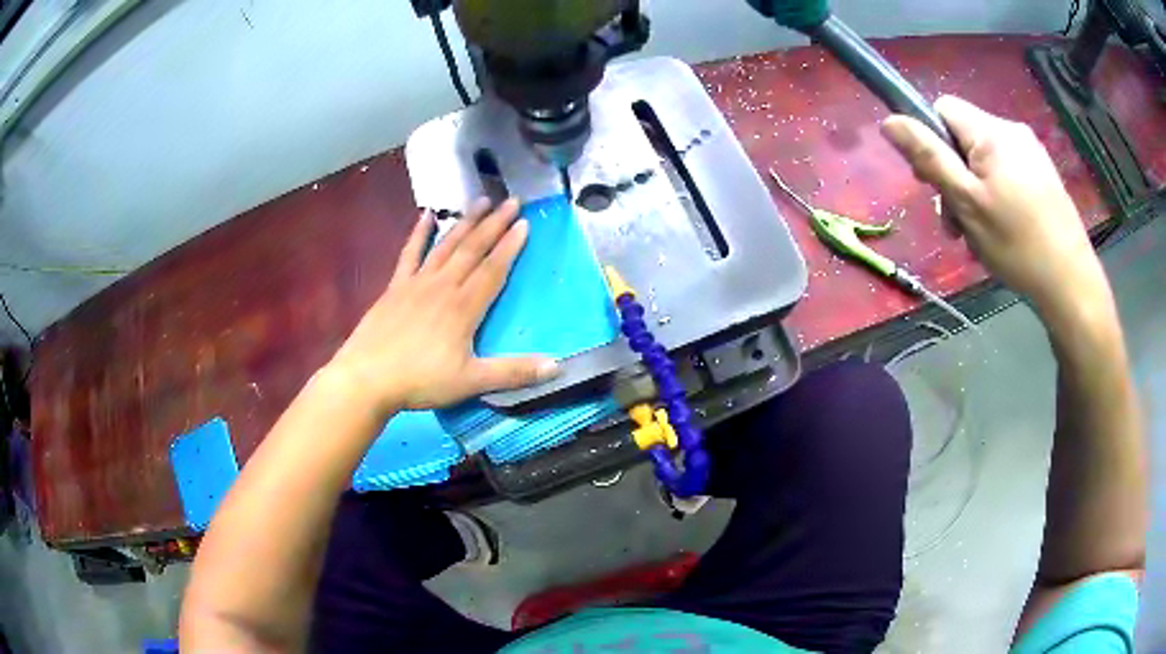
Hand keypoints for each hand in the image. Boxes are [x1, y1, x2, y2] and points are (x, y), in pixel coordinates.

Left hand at [328, 198, 558, 416]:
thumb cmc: (420, 380)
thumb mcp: (471, 382)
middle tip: (512, 201)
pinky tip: (426, 215)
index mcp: (464, 307)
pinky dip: (419, 233)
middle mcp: (443, 286)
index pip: (493, 270)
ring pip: (447, 245)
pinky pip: (410, 253)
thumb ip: (513, 372)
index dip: (510, 247)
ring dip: (466, 222)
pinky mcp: (395, 287)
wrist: (367, 378)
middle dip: (494, 225)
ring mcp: (417, 283)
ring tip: (481, 200)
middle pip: (473, 250)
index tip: (524, 223)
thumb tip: (557, 366)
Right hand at [881, 95, 1111, 324]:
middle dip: (953, 176)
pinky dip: (996, 197)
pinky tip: (1002, 231)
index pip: (942, 109)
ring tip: (979, 235)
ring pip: (986, 160)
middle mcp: (1012, 130)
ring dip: (974, 192)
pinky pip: (1007, 174)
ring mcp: (1032, 153)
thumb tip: (890, 121)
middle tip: (956, 223)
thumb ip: (929, 158)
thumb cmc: (1017, 244)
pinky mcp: (1044, 176)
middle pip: (964, 137)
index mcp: (991, 131)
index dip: (930, 140)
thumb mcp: (966, 202)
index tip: (934, 184)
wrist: (1071, 284)